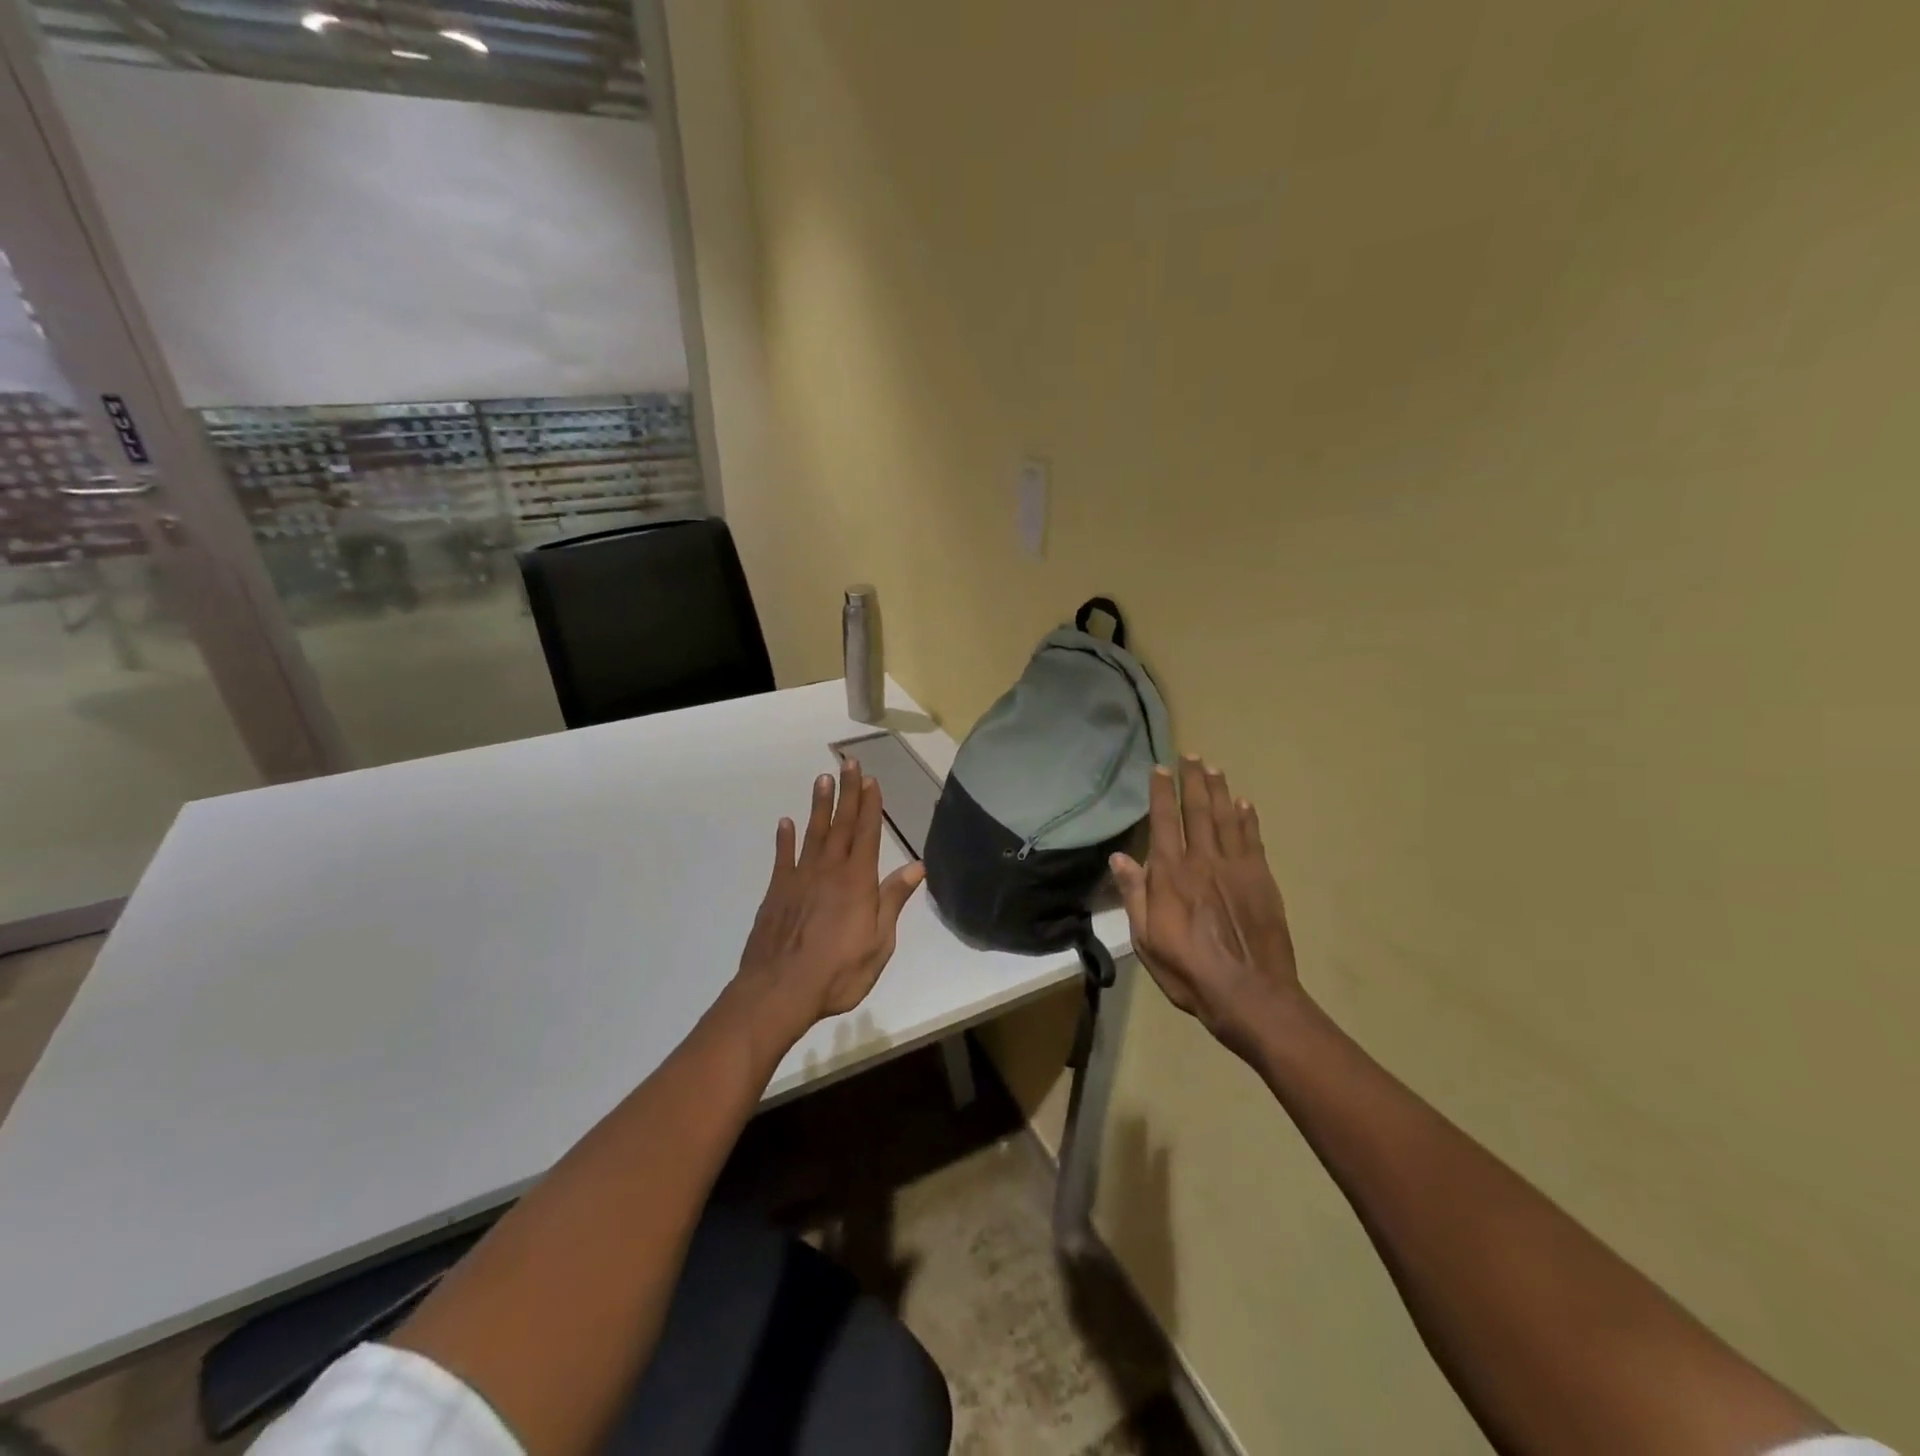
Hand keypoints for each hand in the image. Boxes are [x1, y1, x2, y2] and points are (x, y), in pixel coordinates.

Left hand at [733, 758, 925, 1046]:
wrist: (780, 991)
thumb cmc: (838, 972)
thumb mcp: (879, 943)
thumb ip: (893, 901)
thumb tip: (917, 867)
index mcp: (858, 881)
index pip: (867, 833)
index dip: (870, 805)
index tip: (871, 779)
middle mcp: (829, 870)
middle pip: (841, 824)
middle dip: (847, 792)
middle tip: (848, 763)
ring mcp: (800, 878)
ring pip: (813, 833)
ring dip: (819, 805)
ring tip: (823, 779)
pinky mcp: (777, 891)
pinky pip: (783, 857)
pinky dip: (785, 838)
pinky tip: (786, 822)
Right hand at [1110, 757, 1302, 1058]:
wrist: (1250, 994)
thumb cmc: (1189, 971)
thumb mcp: (1146, 939)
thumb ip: (1135, 895)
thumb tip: (1120, 856)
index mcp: (1171, 875)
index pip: (1163, 822)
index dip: (1161, 794)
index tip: (1160, 769)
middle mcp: (1203, 861)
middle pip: (1197, 811)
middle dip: (1192, 781)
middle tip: (1190, 755)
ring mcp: (1236, 868)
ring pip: (1226, 818)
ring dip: (1219, 791)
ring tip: (1214, 768)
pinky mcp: (1261, 880)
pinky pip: (1252, 840)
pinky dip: (1247, 819)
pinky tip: (1244, 803)